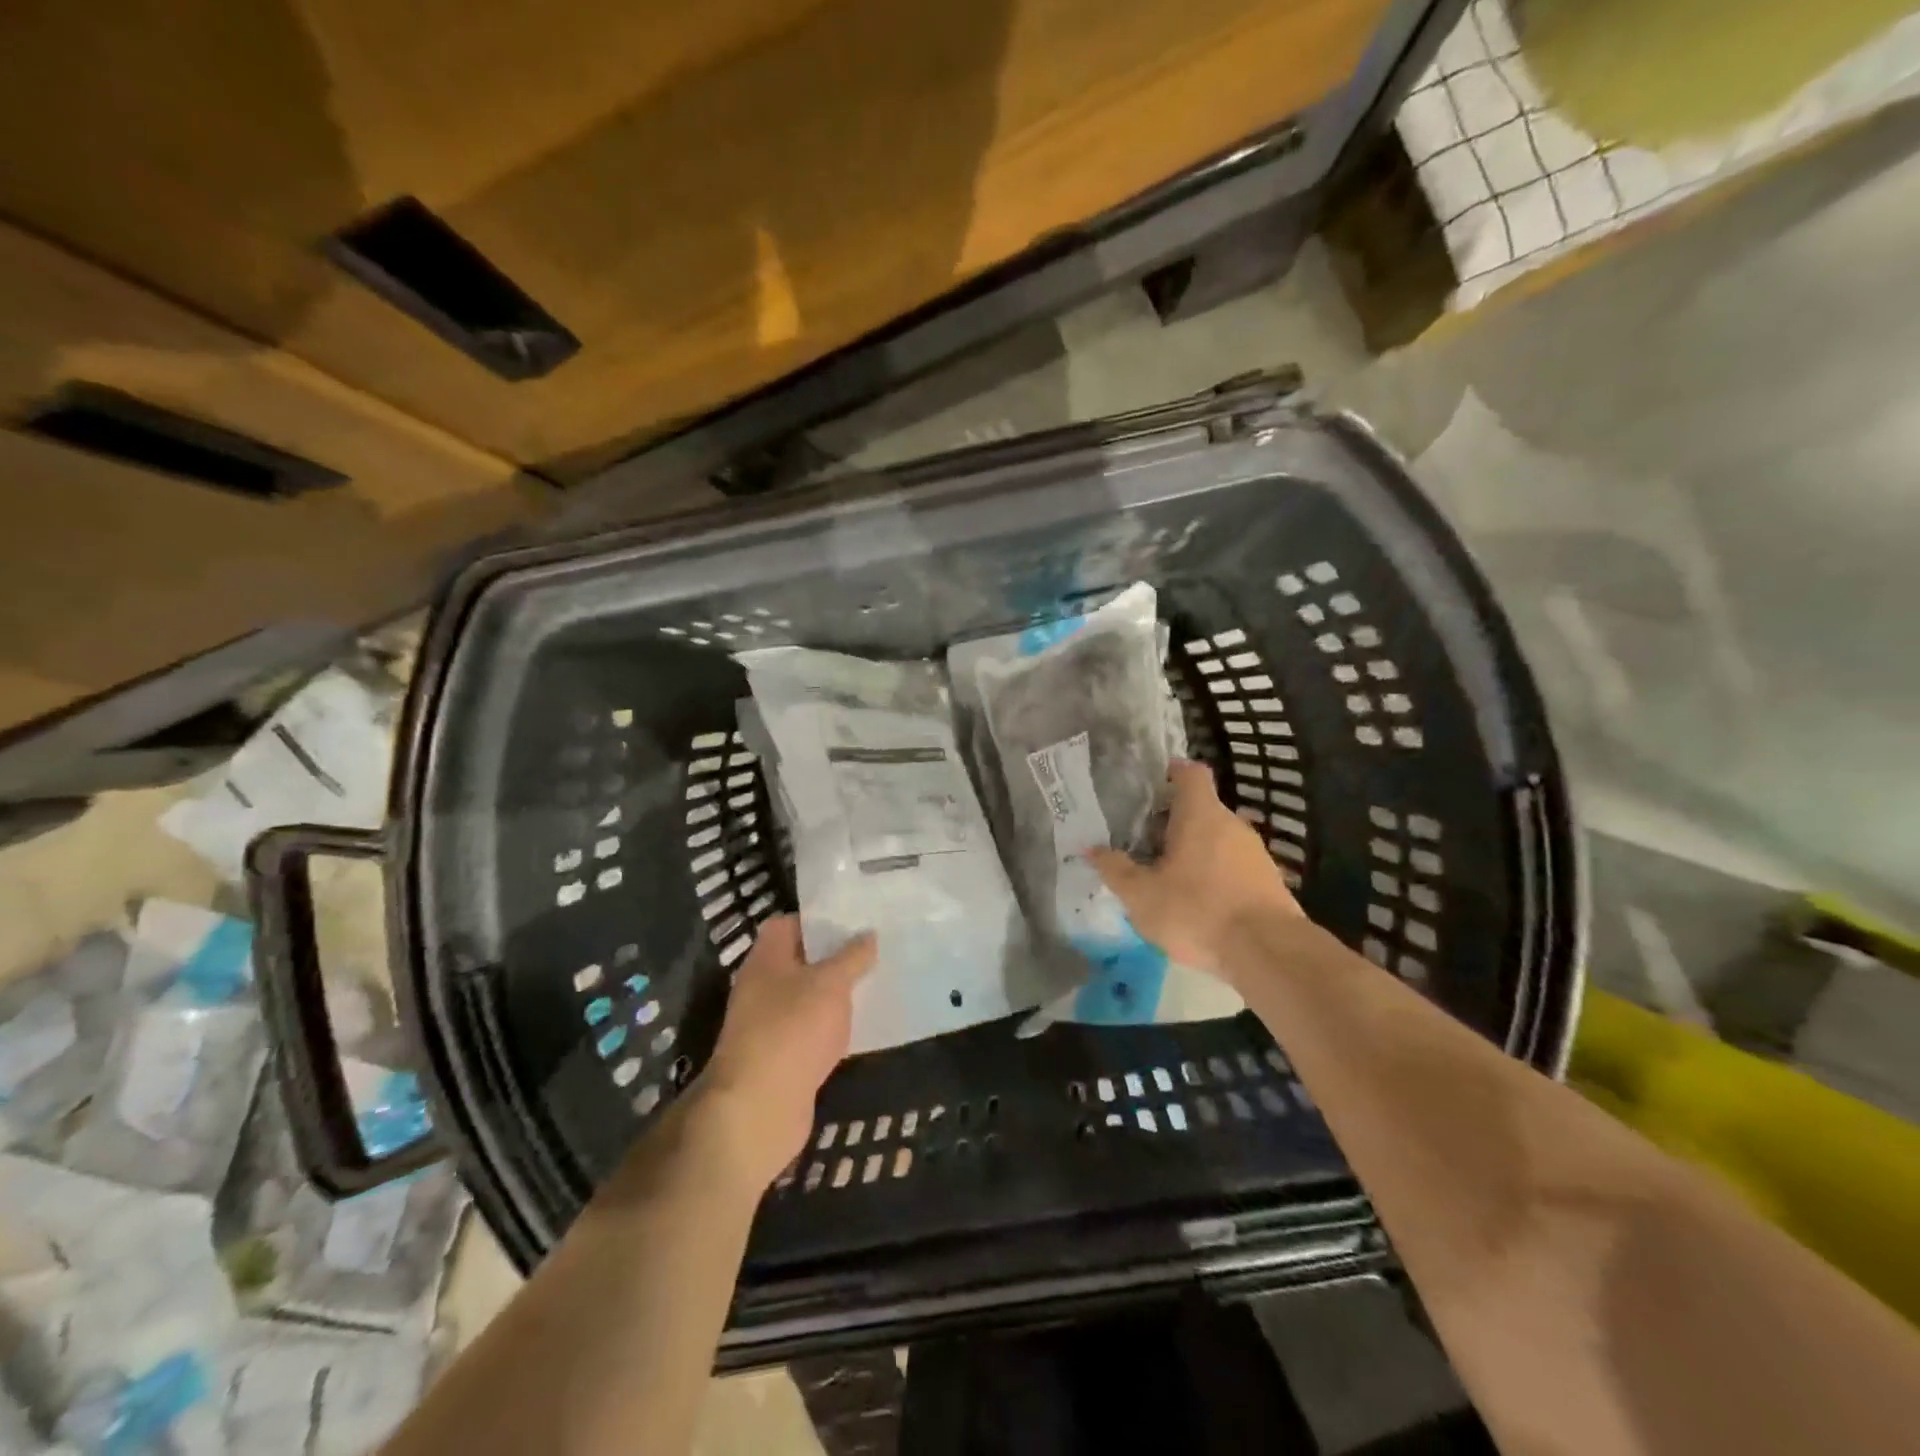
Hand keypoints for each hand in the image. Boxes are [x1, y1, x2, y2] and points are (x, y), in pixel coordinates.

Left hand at [692, 917, 873, 1191]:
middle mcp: (762, 986)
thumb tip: (868, 934)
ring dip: (835, 992)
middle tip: (873, 948)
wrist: (758, 1109)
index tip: (853, 919)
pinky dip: (832, 1025)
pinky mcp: (781, 1057)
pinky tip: (861, 1024)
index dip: (818, 919)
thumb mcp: (831, 984)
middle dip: (834, 955)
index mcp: (766, 959)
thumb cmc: (792, 1030)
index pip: (787, 924)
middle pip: (800, 960)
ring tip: (875, 980)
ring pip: (807, 996)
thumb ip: (852, 957)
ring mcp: (769, 1023)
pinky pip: (810, 1029)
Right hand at [1088, 760, 1301, 984]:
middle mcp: (1232, 824)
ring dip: (1192, 850)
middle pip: (1200, 808)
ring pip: (1216, 839)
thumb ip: (1115, 869)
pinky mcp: (1268, 881)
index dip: (1170, 772)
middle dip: (1171, 822)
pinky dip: (1213, 874)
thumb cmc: (1197, 910)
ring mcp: (1254, 852)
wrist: (1268, 952)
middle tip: (1142, 841)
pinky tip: (1197, 902)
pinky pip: (1232, 865)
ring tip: (1165, 875)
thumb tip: (1090, 848)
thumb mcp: (1141, 895)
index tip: (1149, 785)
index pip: (1190, 773)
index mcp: (1200, 814)